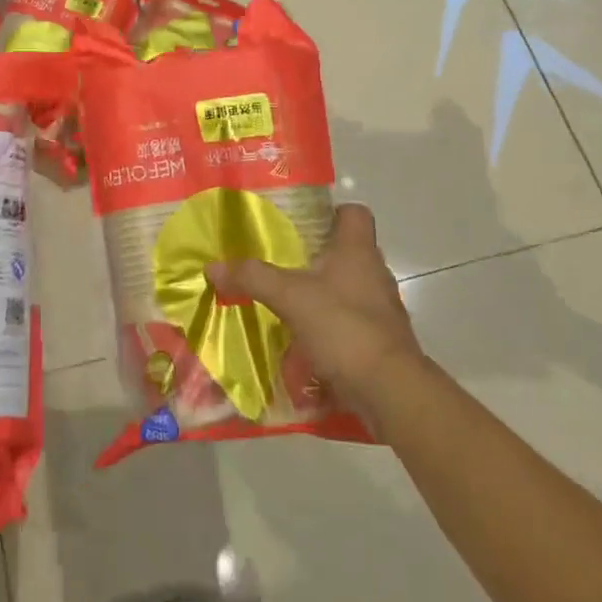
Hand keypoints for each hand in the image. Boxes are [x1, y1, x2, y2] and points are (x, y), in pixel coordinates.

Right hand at [206, 203, 420, 423]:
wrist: (389, 389)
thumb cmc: (343, 326)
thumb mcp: (289, 296)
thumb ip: (252, 278)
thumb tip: (212, 266)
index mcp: (357, 250)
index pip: (354, 213)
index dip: (332, 212)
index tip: (303, 222)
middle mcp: (374, 273)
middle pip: (349, 251)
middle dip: (318, 255)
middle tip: (282, 261)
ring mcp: (382, 309)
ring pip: (349, 288)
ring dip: (324, 293)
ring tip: (289, 301)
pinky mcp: (381, 340)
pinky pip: (352, 322)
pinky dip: (331, 326)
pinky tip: (305, 338)